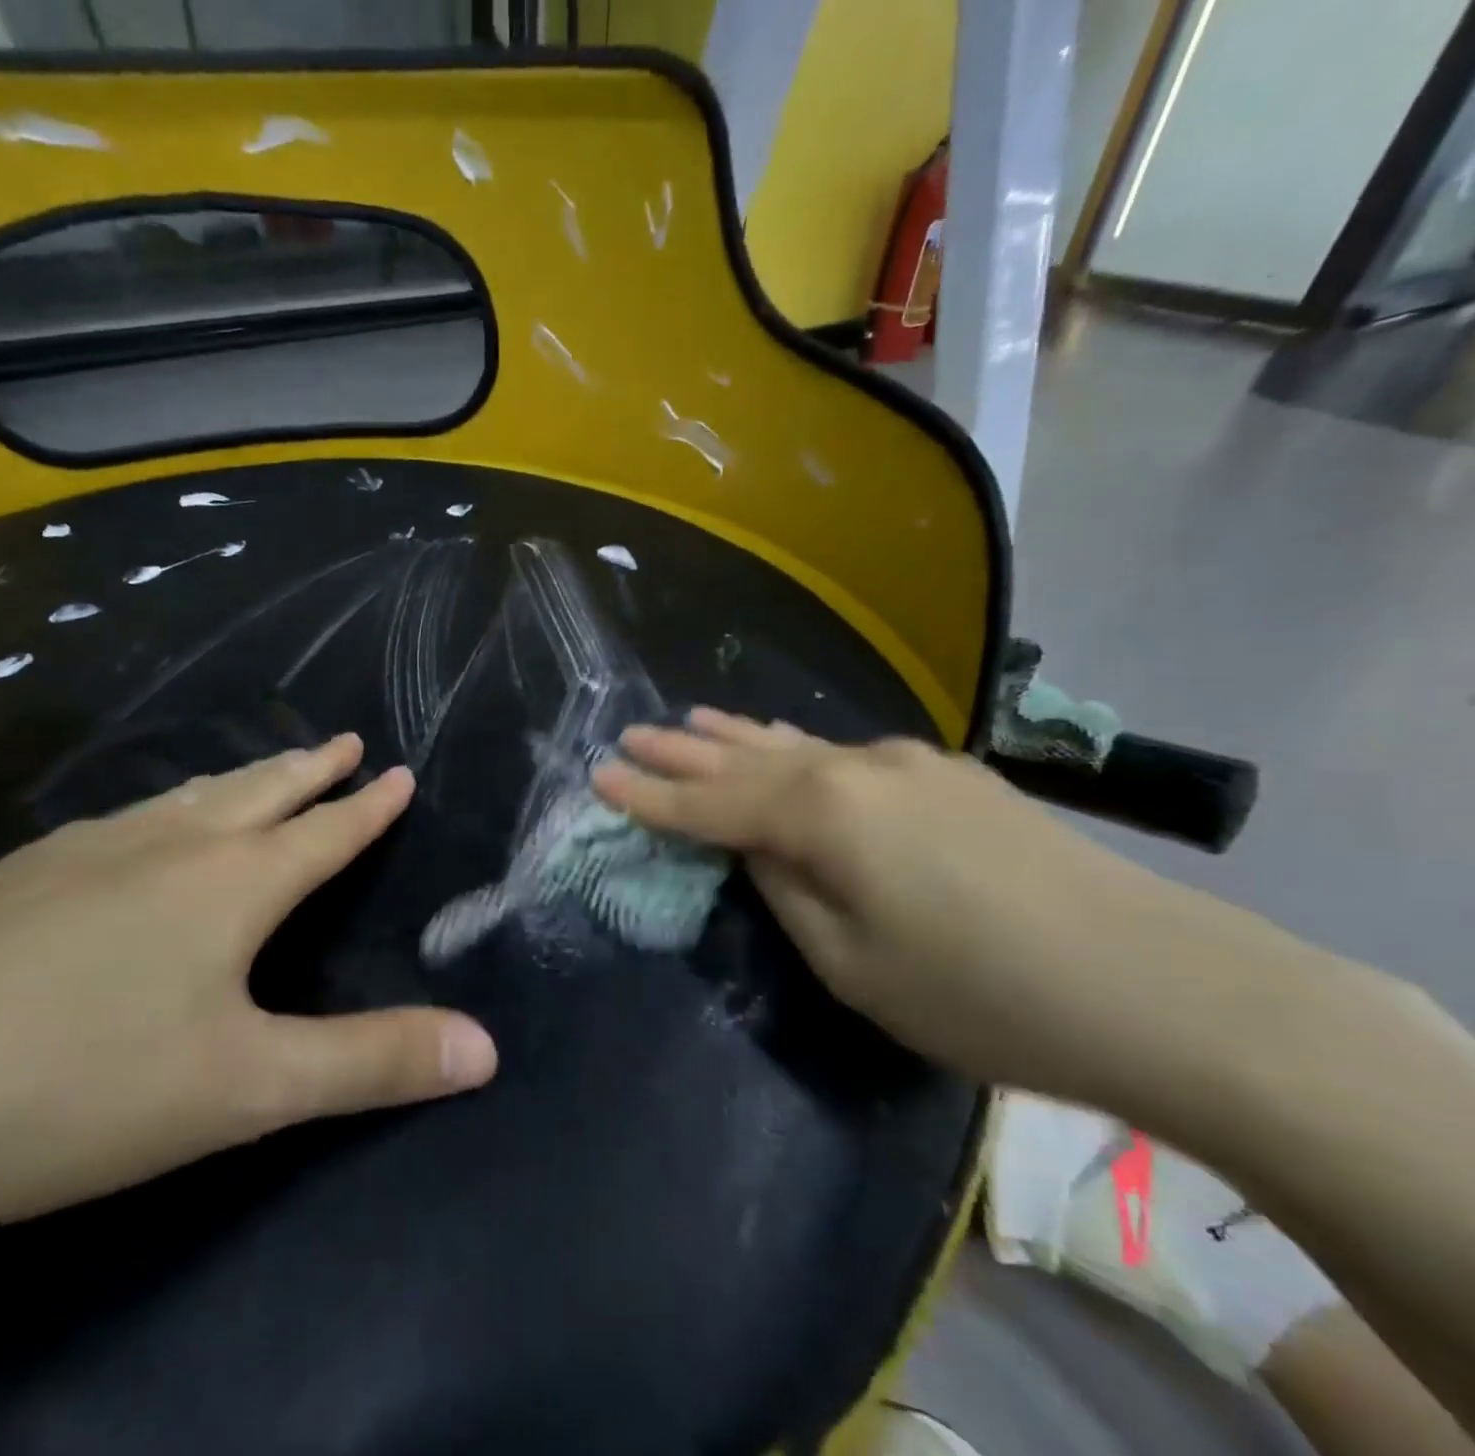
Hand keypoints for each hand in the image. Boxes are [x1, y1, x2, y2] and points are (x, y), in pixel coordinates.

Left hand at [0, 734, 496, 1236]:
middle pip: (258, 792)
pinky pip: (118, 824)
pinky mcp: (13, 882)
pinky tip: (134, 831)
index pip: (324, 831)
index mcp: (231, 884)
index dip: (369, 806)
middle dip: (310, 768)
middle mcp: (166, 848)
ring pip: (184, 798)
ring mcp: (83, 856)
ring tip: (259, 771)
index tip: (398, 769)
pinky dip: (160, 811)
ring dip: (237, 780)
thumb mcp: (249, 1090)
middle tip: (343, 741)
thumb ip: (373, 1064)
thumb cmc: (80, 1085)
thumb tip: (487, 1049)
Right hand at [590, 708, 1284, 1103]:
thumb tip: (761, 850)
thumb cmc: (980, 993)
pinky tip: (785, 747)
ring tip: (692, 722)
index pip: (709, 805)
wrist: (1158, 984)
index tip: (598, 776)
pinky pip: (844, 755)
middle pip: (746, 759)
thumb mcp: (852, 963)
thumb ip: (788, 891)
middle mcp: (855, 768)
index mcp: (822, 813)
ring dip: (739, 738)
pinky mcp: (949, 776)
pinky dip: (797, 751)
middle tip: (631, 734)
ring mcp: (907, 764)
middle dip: (683, 752)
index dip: (649, 796)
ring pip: (798, 746)